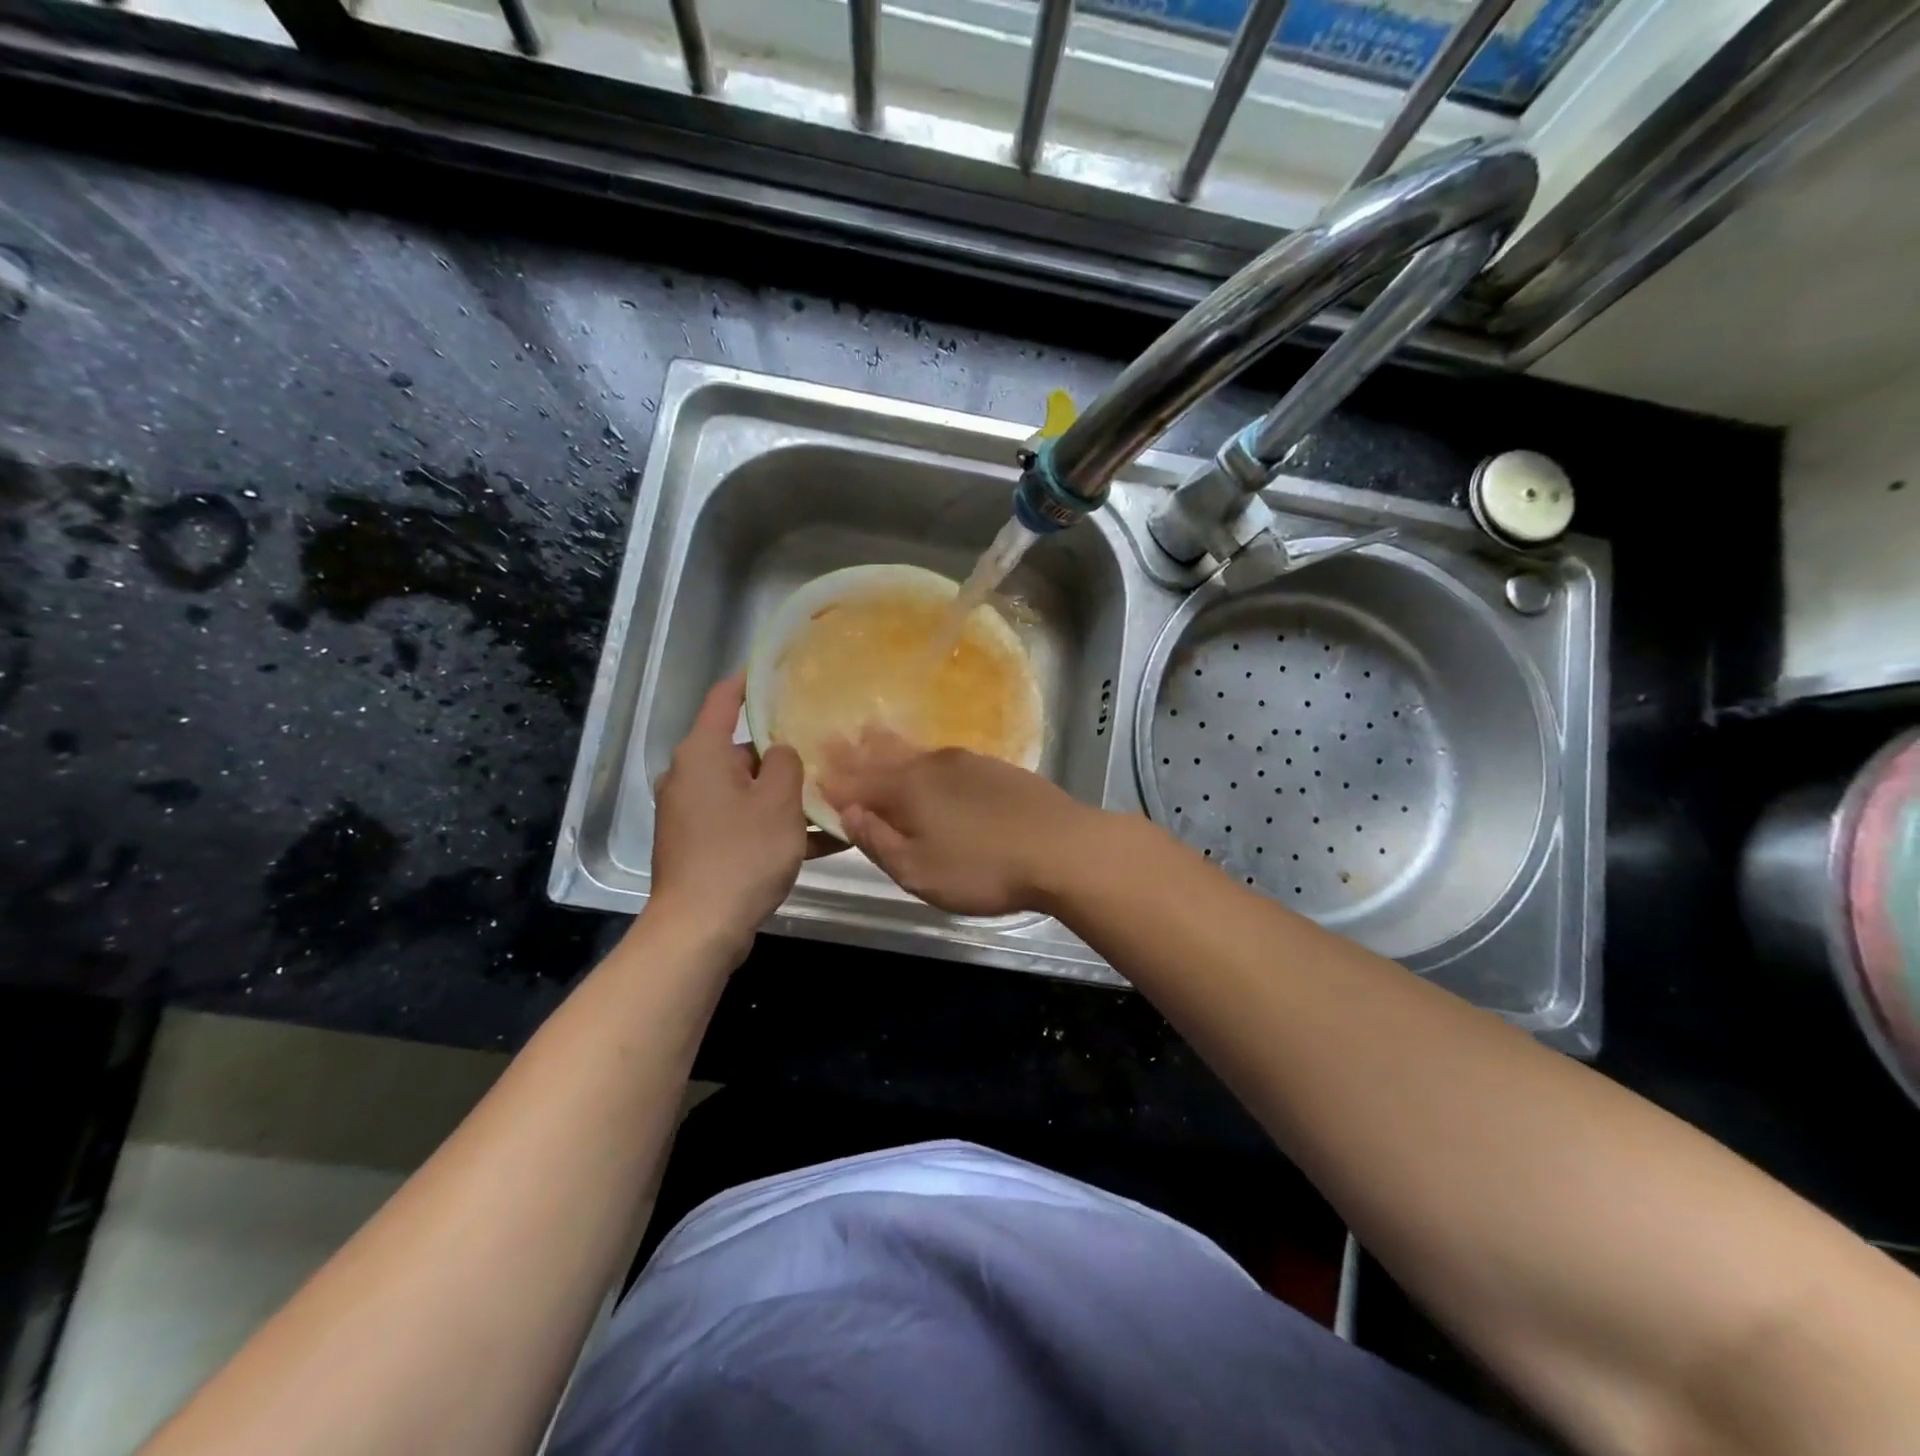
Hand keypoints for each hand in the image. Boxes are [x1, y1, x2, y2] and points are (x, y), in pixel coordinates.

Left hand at [650, 675, 818, 959]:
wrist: (700, 928)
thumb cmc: (742, 853)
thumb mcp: (779, 802)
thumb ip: (788, 764)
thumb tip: (782, 751)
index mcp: (703, 754)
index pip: (725, 699)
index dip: (752, 681)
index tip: (781, 672)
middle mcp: (691, 776)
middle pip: (743, 749)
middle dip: (785, 753)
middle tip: (828, 749)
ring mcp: (694, 813)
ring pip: (748, 790)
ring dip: (787, 795)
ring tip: (834, 797)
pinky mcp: (702, 844)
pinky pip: (744, 822)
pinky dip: (775, 826)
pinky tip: (823, 840)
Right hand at [820, 729, 1098, 916]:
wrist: (1062, 848)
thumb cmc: (983, 867)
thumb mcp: (919, 871)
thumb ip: (879, 841)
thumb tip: (849, 813)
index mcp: (907, 791)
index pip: (859, 783)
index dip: (835, 781)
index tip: (814, 769)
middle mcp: (932, 767)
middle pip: (886, 758)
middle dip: (858, 752)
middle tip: (836, 738)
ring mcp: (967, 764)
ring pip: (917, 753)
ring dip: (891, 746)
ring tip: (873, 733)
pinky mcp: (996, 770)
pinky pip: (945, 759)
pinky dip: (925, 758)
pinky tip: (930, 760)